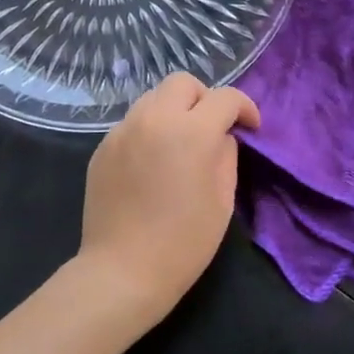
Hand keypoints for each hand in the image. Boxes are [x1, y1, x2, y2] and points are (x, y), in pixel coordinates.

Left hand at [78, 73, 261, 322]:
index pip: (224, 98)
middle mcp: (153, 119)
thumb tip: (221, 137)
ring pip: (153, 98)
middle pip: (182, 83)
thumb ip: (226, 156)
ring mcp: (122, 131)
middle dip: (204, 98)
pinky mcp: (103, 148)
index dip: (244, 108)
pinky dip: (150, 130)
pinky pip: (132, 123)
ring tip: (180, 143)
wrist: (123, 270)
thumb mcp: (223, 200)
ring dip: (174, 111)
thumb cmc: (184, 242)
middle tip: (212, 128)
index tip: (250, 127)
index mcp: (191, 132)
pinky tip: (153, 162)